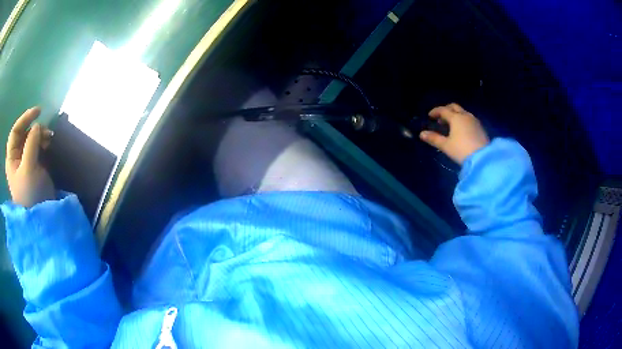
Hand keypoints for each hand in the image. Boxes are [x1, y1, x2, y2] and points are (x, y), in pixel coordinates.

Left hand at [5, 107, 54, 207]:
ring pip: (31, 138)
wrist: (41, 216)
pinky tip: (48, 143)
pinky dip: (42, 141)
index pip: (15, 131)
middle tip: (46, 131)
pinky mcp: (33, 165)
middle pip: (23, 133)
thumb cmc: (30, 193)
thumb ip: (31, 144)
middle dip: (34, 129)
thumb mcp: (28, 168)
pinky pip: (36, 146)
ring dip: (40, 135)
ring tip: (49, 139)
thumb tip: (37, 125)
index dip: (25, 118)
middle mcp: (16, 157)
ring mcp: (24, 161)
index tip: (38, 111)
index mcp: (11, 158)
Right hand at [419, 103, 488, 164]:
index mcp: (456, 117)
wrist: (483, 158)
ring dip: (455, 115)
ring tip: (450, 125)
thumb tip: (422, 134)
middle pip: (454, 107)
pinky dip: (462, 120)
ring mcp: (474, 121)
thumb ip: (434, 138)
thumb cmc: (462, 150)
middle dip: (446, 110)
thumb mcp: (446, 146)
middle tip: (440, 118)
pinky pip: (469, 118)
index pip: (443, 110)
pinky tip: (461, 129)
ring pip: (463, 112)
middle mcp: (465, 115)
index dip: (435, 112)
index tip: (430, 116)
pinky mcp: (480, 127)